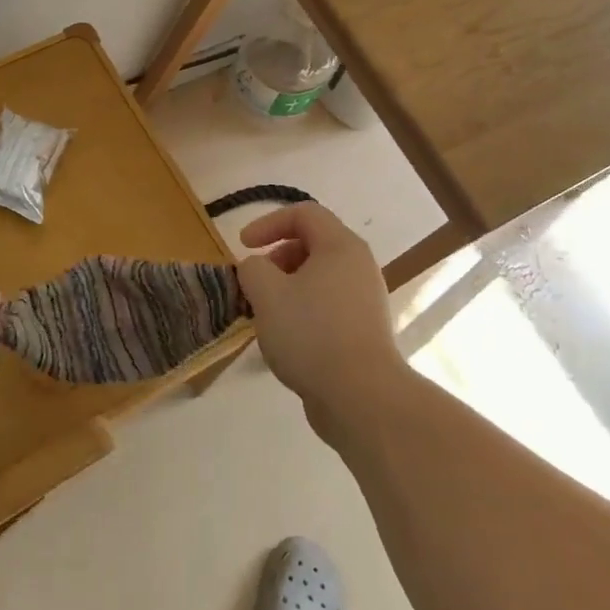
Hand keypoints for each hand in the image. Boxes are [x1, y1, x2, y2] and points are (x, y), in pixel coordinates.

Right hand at [237, 204, 403, 438]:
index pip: (304, 213)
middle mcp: (359, 266)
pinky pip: (327, 305)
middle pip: (312, 244)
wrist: (361, 396)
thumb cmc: (311, 334)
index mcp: (341, 247)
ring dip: (286, 288)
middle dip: (276, 258)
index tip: (243, 246)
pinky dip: (302, 310)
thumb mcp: (267, 294)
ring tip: (265, 315)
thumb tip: (258, 268)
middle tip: (255, 285)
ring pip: (318, 278)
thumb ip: (252, 269)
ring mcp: (365, 300)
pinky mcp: (364, 330)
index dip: (268, 223)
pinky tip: (286, 339)